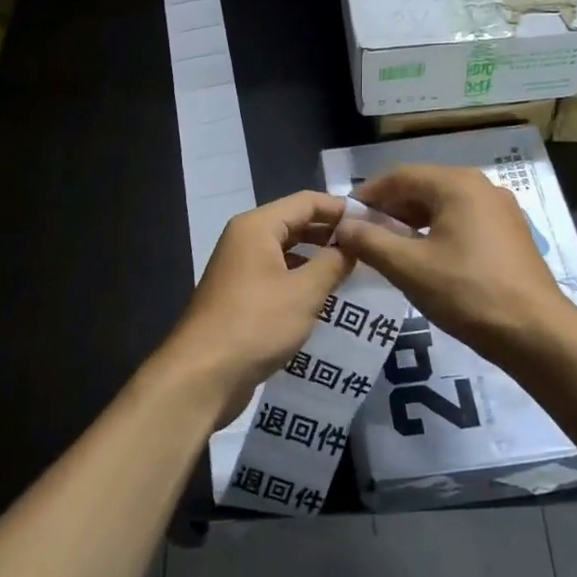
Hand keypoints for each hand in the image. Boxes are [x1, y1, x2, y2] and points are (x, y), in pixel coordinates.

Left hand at [158, 191, 354, 421]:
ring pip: (286, 251)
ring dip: (317, 258)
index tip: (374, 221)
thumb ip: (333, 263)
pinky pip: (277, 275)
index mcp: (257, 226)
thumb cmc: (256, 324)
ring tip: (354, 270)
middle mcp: (245, 239)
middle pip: (295, 223)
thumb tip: (353, 244)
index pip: (306, 201)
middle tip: (369, 246)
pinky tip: (325, 296)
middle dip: (330, 233)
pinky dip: (301, 279)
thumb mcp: (304, 292)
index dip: (340, 208)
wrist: (202, 375)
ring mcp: (240, 268)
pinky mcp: (240, 295)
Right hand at [333, 164, 572, 363]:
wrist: (536, 333)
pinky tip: (423, 258)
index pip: (401, 176)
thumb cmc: (468, 293)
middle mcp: (482, 187)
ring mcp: (501, 210)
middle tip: (362, 233)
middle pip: (424, 187)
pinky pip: (463, 221)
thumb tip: (342, 226)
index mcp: (458, 184)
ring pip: (444, 206)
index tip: (344, 216)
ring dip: (412, 222)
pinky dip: (437, 232)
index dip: (368, 194)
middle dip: (390, 208)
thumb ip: (370, 241)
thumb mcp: (409, 267)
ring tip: (387, 246)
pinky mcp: (511, 234)